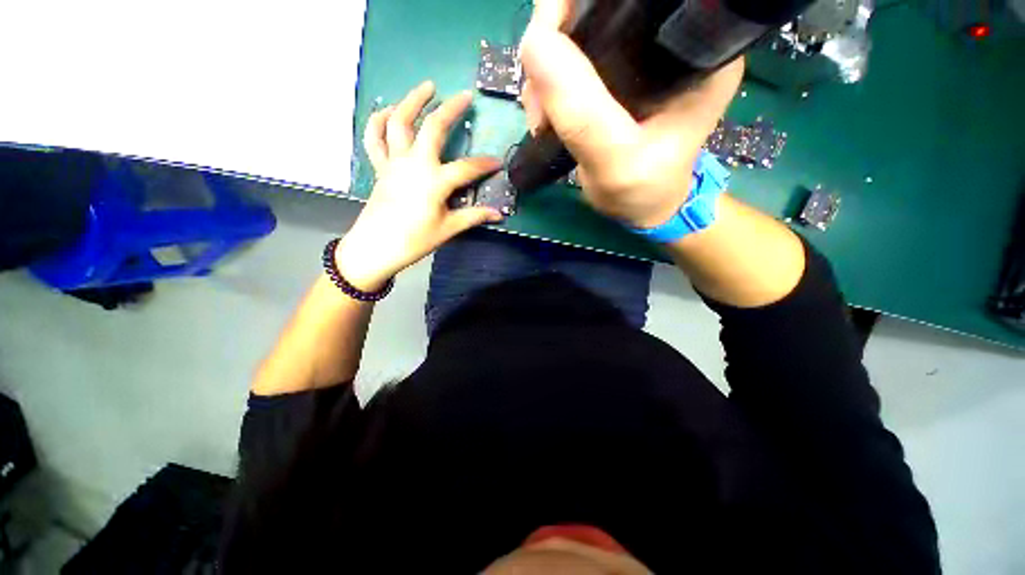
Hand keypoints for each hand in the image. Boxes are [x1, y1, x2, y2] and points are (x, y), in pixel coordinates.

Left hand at [337, 81, 502, 291]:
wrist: (375, 247)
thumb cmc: (414, 240)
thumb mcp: (448, 229)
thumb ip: (473, 216)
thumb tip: (499, 214)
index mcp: (435, 182)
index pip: (467, 168)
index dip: (485, 164)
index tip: (498, 162)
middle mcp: (415, 164)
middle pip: (433, 128)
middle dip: (450, 109)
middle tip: (464, 95)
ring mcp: (394, 162)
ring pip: (399, 122)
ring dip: (412, 101)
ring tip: (426, 87)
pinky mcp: (381, 167)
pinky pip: (375, 138)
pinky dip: (379, 121)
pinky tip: (389, 111)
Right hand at [518, 0, 743, 227]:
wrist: (643, 208)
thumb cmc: (643, 191)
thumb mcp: (615, 162)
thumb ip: (582, 113)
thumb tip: (536, 45)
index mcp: (692, 48)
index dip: (581, 6)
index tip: (550, 43)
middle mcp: (665, 40)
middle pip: (597, 8)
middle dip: (554, 43)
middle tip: (539, 100)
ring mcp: (636, 58)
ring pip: (576, 33)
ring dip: (545, 70)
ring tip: (542, 118)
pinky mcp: (613, 76)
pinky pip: (569, 61)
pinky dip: (547, 85)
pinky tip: (546, 115)